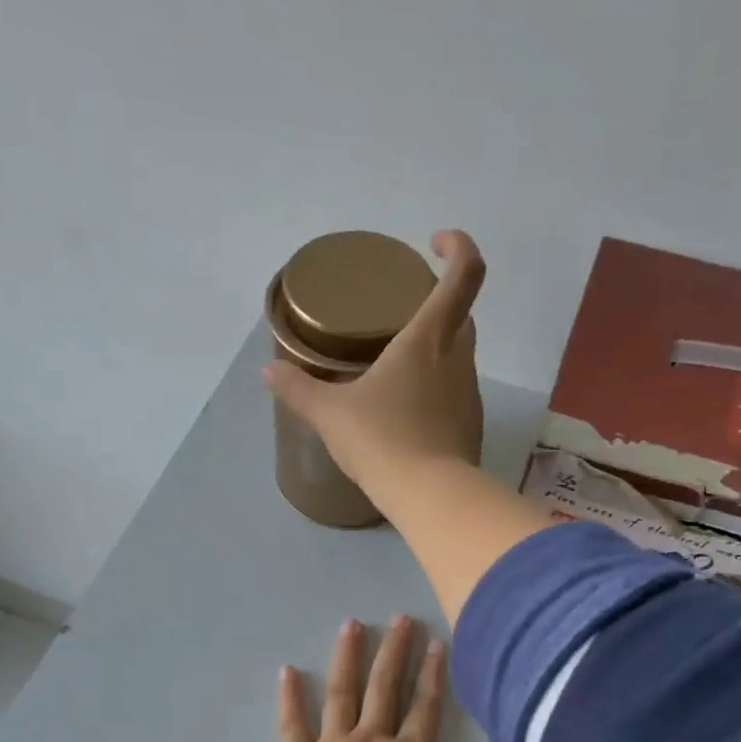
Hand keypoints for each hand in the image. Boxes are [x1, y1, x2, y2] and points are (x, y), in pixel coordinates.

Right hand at [264, 229, 486, 497]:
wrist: (429, 497)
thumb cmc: (381, 440)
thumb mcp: (330, 414)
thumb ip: (299, 390)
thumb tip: (269, 373)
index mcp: (429, 338)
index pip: (464, 273)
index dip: (458, 248)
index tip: (436, 244)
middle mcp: (458, 358)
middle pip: (462, 314)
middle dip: (440, 304)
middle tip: (404, 313)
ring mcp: (469, 394)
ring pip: (459, 356)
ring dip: (435, 352)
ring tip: (396, 367)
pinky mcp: (471, 426)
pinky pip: (454, 394)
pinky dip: (435, 391)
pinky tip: (406, 412)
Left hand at [277, 615, 509, 741]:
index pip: (424, 708)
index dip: (432, 675)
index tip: (435, 642)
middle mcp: (370, 741)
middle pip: (384, 689)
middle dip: (394, 652)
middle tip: (399, 618)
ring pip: (341, 694)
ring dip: (348, 658)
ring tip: (351, 625)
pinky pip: (292, 724)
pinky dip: (290, 697)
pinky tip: (288, 671)